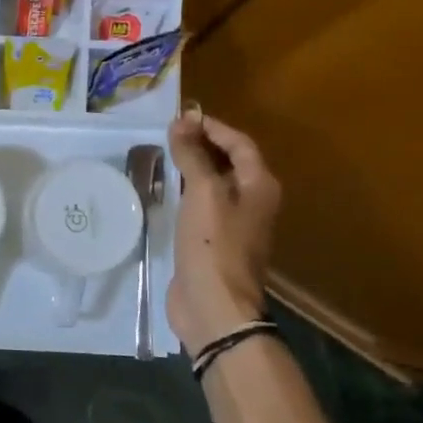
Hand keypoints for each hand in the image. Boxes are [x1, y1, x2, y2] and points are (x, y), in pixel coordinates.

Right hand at [166, 110, 281, 352]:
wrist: (213, 305)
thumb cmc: (213, 243)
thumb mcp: (203, 192)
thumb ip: (193, 154)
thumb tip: (182, 120)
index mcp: (259, 185)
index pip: (240, 143)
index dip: (213, 127)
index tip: (181, 117)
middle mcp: (252, 201)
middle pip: (229, 161)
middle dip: (202, 144)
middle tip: (168, 133)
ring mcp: (234, 223)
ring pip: (214, 183)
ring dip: (193, 167)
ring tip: (163, 154)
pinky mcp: (214, 240)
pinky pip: (202, 204)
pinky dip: (186, 191)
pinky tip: (165, 188)